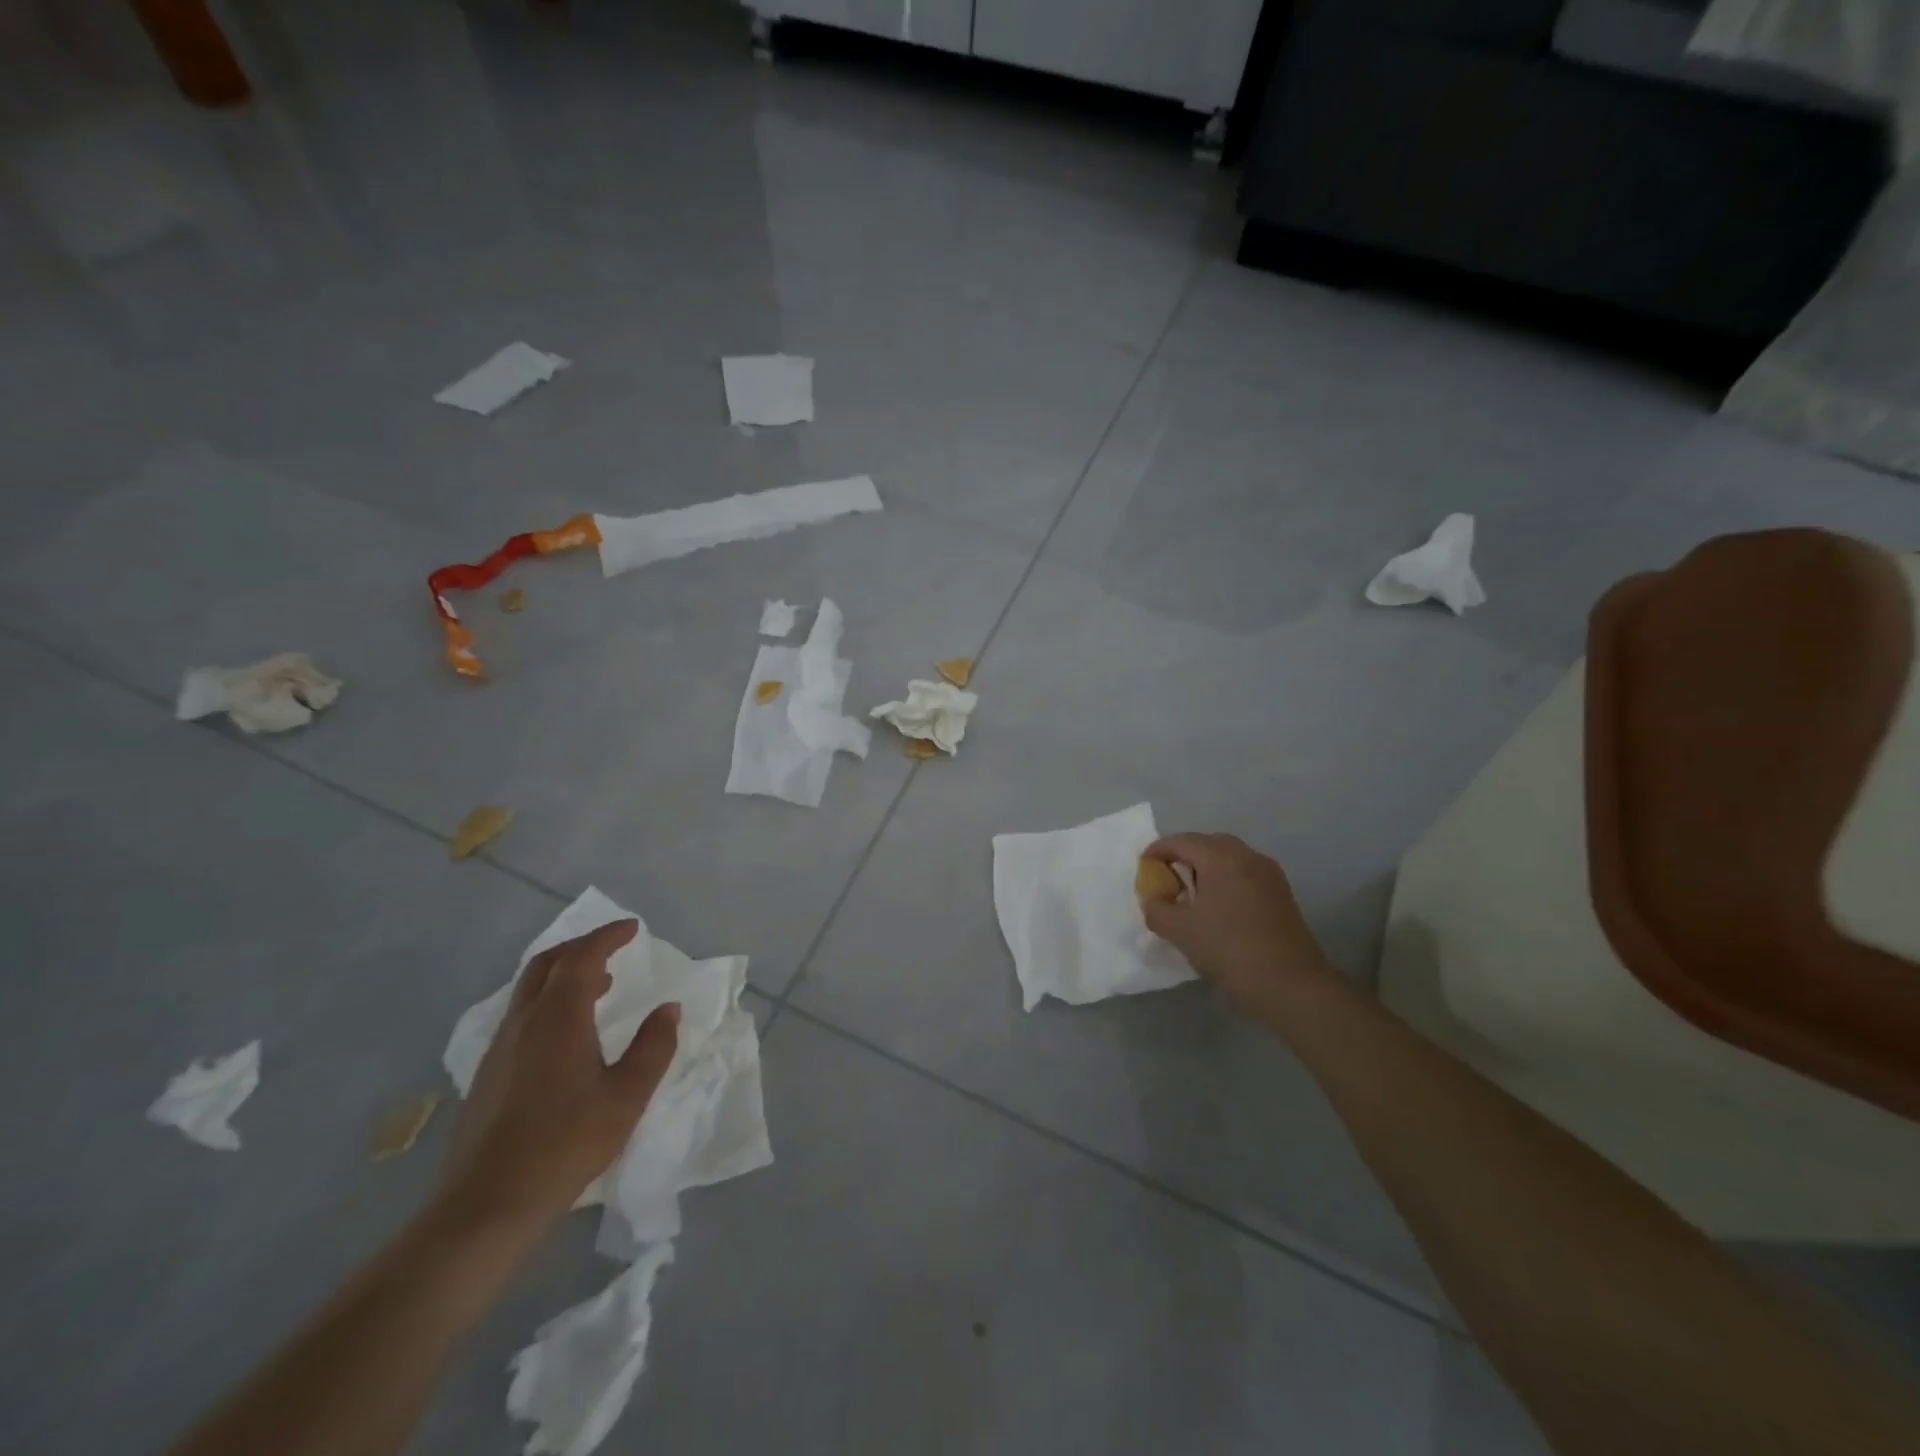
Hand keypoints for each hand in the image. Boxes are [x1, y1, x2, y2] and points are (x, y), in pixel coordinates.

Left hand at [436, 920, 678, 1233]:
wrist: (486, 1205)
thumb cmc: (566, 1143)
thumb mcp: (627, 1096)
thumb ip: (653, 1046)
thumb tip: (668, 1009)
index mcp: (559, 1017)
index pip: (582, 957)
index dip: (608, 936)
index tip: (633, 928)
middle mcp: (524, 1021)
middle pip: (547, 964)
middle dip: (581, 947)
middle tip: (613, 948)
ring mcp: (500, 1048)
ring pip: (529, 989)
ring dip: (564, 974)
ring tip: (598, 987)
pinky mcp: (488, 1073)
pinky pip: (521, 1015)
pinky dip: (549, 1001)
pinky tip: (567, 1033)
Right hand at [1141, 833, 1339, 1016]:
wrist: (1289, 983)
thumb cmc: (1228, 949)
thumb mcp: (1179, 931)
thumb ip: (1156, 908)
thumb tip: (1154, 899)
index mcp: (1221, 857)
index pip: (1182, 841)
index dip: (1158, 851)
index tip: (1144, 866)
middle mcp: (1247, 856)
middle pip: (1208, 843)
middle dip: (1184, 856)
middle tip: (1167, 877)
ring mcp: (1269, 873)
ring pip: (1229, 858)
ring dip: (1206, 868)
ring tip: (1191, 893)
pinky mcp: (1281, 893)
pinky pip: (1245, 873)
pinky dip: (1226, 879)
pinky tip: (1218, 906)